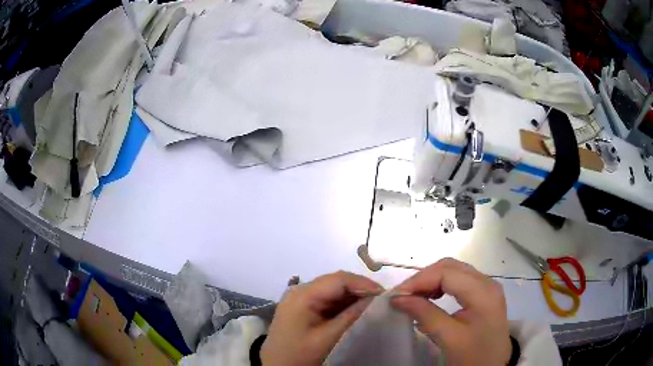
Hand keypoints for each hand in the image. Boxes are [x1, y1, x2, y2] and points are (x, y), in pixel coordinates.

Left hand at [261, 271, 382, 365]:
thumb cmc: (299, 355)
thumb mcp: (327, 338)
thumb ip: (351, 316)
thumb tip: (377, 299)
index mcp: (303, 295)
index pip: (339, 279)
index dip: (364, 284)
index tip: (385, 296)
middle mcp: (300, 290)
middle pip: (336, 282)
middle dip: (360, 290)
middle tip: (382, 302)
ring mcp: (300, 298)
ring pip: (333, 290)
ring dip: (353, 297)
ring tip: (373, 307)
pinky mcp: (303, 307)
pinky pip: (327, 299)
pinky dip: (343, 304)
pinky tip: (356, 312)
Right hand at [392, 258, 511, 365]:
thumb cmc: (474, 356)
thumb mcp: (450, 339)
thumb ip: (425, 315)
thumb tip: (398, 299)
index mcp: (483, 292)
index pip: (447, 273)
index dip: (419, 280)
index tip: (396, 296)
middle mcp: (487, 282)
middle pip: (450, 267)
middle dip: (423, 278)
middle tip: (402, 296)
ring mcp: (486, 286)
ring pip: (453, 271)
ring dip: (430, 280)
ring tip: (413, 297)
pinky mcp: (483, 294)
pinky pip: (458, 280)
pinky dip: (440, 285)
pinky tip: (430, 297)